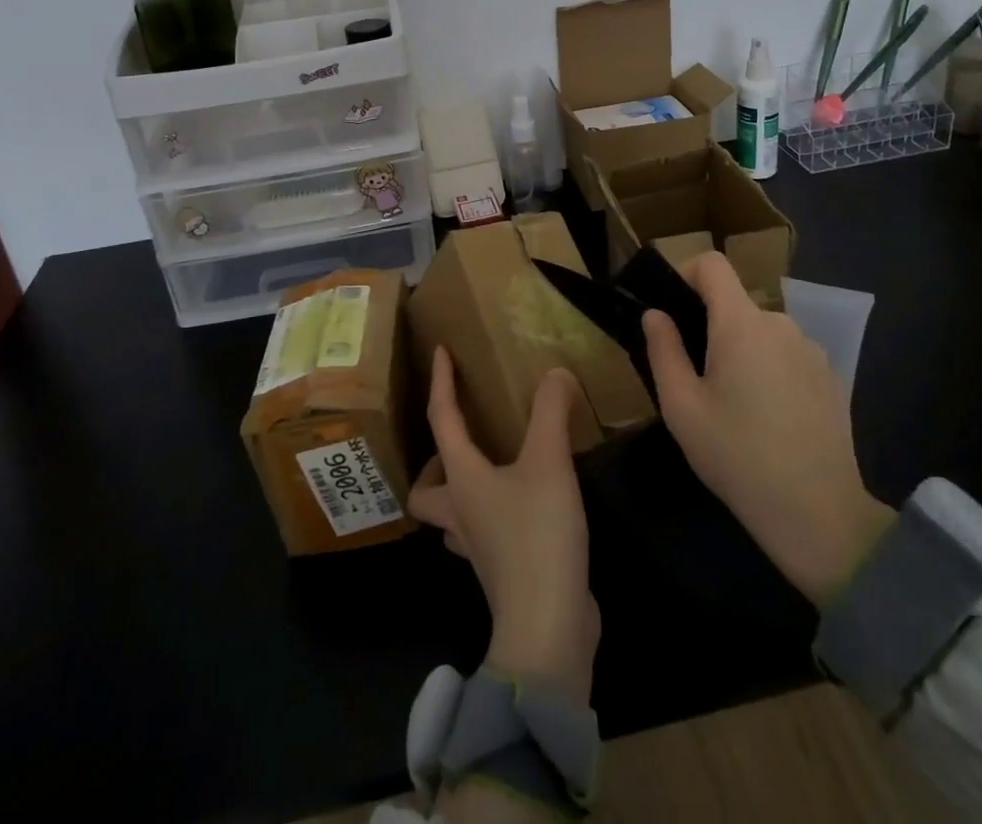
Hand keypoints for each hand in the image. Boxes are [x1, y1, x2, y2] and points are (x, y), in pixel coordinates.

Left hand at [410, 347, 598, 703]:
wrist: (547, 628)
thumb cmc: (537, 536)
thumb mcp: (549, 463)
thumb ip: (551, 412)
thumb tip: (555, 373)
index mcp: (462, 480)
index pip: (442, 419)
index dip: (441, 383)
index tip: (439, 352)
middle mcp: (460, 513)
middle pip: (425, 489)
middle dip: (434, 463)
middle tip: (462, 439)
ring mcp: (478, 547)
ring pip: (450, 516)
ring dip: (458, 493)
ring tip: (489, 471)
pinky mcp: (501, 571)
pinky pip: (482, 535)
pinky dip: (490, 517)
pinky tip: (520, 508)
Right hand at [642, 252, 893, 606]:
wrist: (819, 514)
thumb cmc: (737, 455)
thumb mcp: (681, 407)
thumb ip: (663, 350)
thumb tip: (655, 314)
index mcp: (741, 324)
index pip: (712, 264)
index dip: (686, 273)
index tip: (672, 309)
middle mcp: (780, 324)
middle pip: (736, 304)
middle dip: (711, 327)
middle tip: (696, 376)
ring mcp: (812, 350)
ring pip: (762, 332)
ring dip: (742, 350)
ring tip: (734, 404)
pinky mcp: (831, 378)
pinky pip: (788, 355)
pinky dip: (771, 370)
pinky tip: (769, 419)